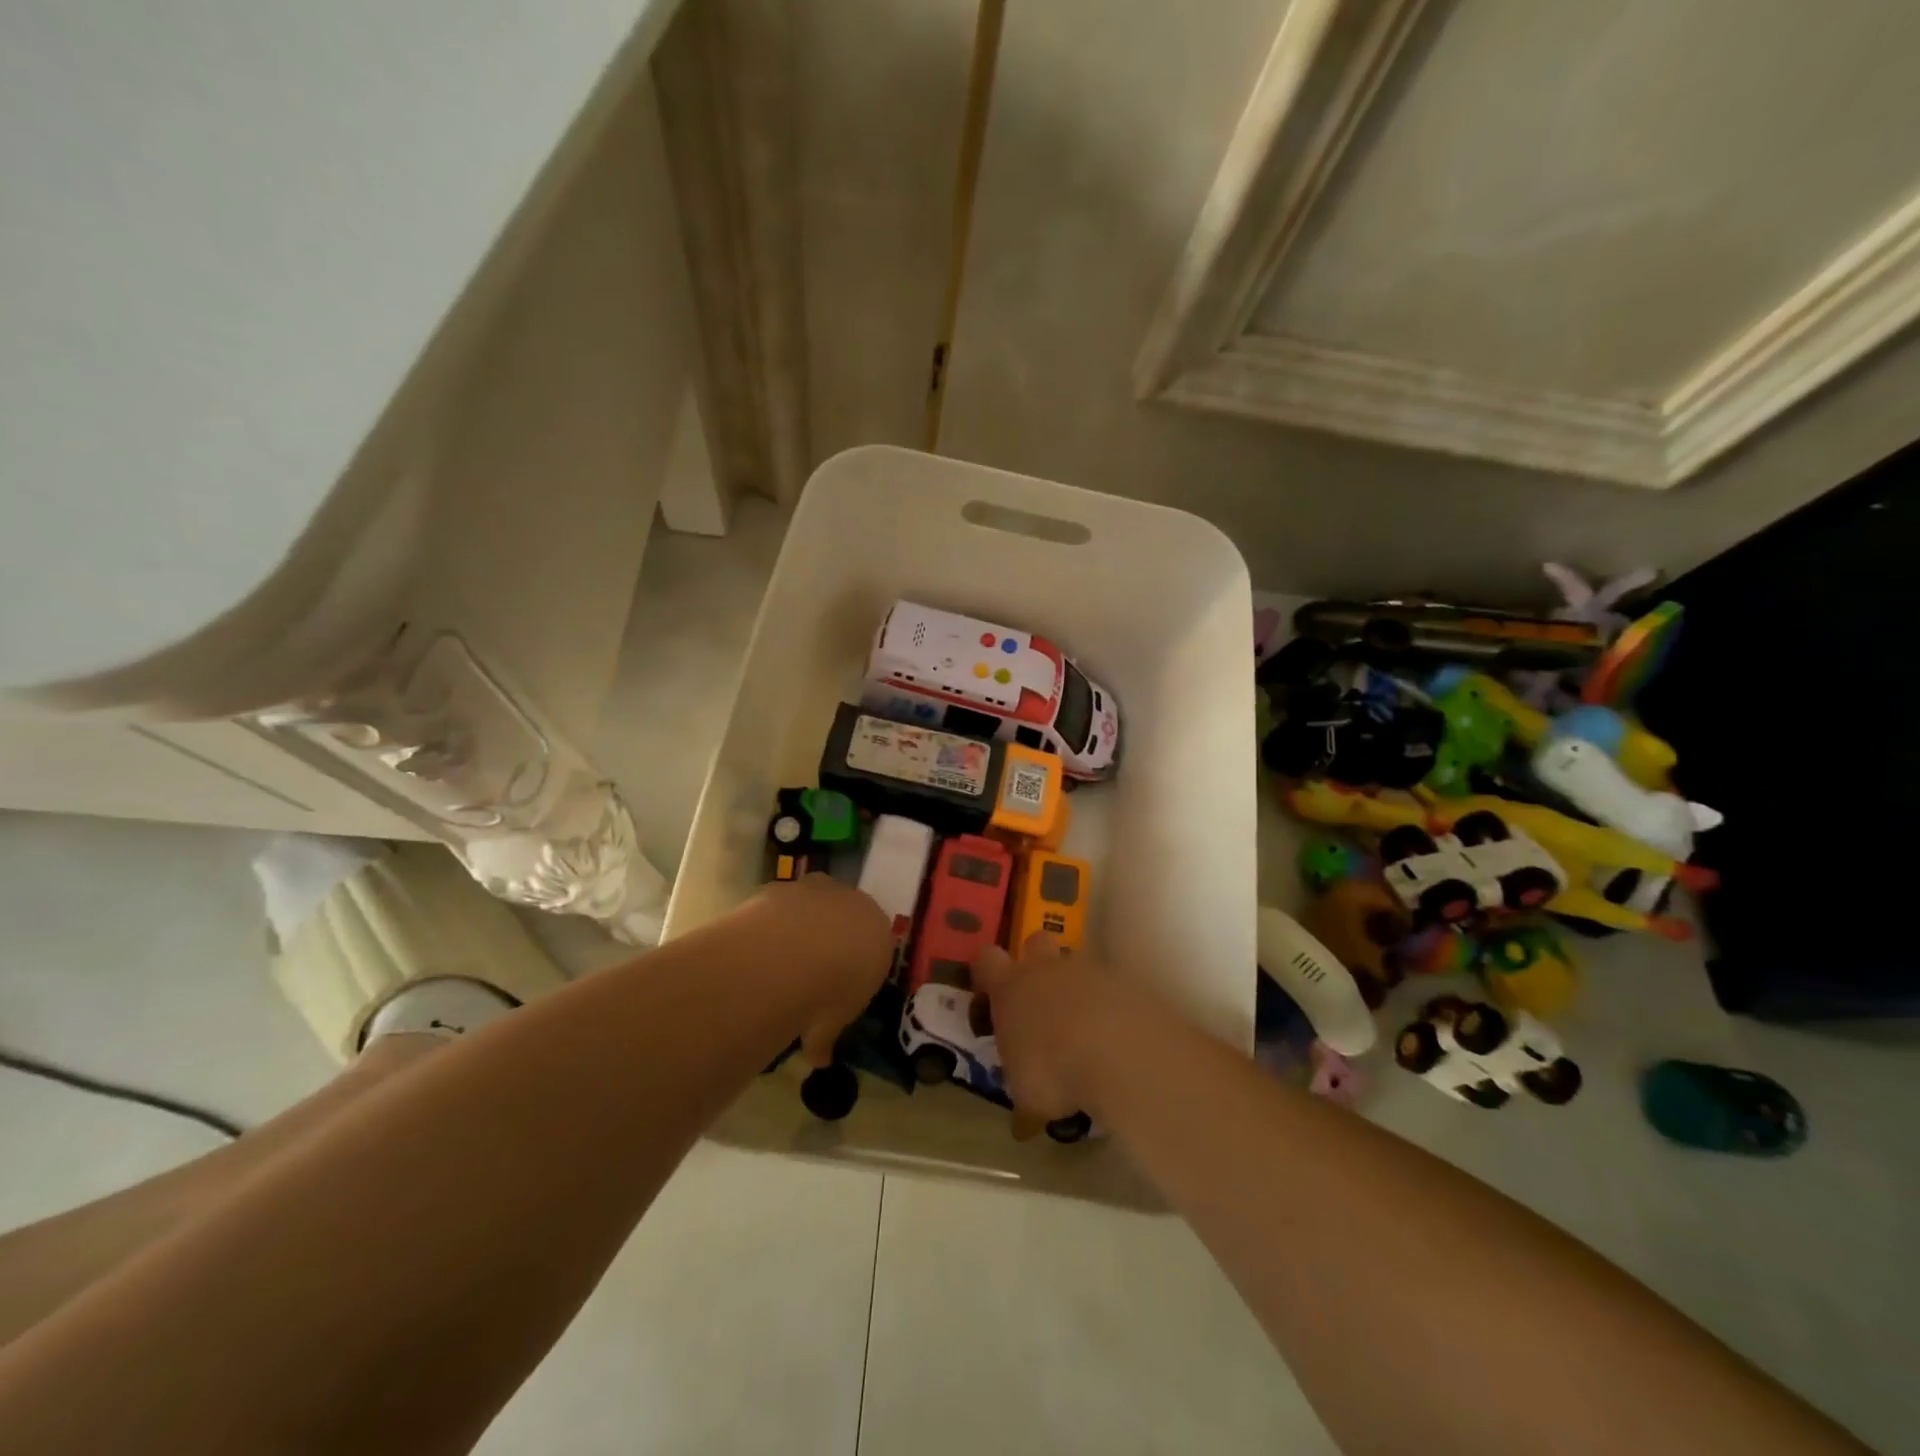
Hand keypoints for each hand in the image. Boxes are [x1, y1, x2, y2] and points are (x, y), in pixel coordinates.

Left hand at [746, 875, 892, 1065]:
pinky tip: (758, 945)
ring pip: (812, 904)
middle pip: (844, 916)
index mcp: (879, 934)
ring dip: (799, 925)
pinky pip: (780, 904)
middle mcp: (855, 904)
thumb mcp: (834, 1023)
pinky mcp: (785, 886)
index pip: (873, 945)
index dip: (854, 964)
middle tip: (807, 970)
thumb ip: (826, 1036)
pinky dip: (772, 921)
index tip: (836, 985)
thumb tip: (819, 1059)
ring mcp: (819, 890)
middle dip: (829, 937)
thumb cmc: (833, 990)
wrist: (798, 952)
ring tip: (778, 958)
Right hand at [972, 933, 1152, 1120]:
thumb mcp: (1029, 1098)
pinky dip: (1109, 1006)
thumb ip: (1024, 1104)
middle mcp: (1046, 968)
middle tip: (1040, 1002)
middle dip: (1036, 963)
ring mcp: (1088, 969)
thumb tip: (1022, 1126)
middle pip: (1035, 941)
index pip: (986, 960)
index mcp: (1010, 987)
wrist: (1119, 1052)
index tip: (991, 999)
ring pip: (1076, 963)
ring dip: (1076, 988)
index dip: (986, 974)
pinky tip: (1115, 1038)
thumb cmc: (1053, 1070)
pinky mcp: (1124, 980)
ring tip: (1083, 1030)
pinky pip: (1110, 986)